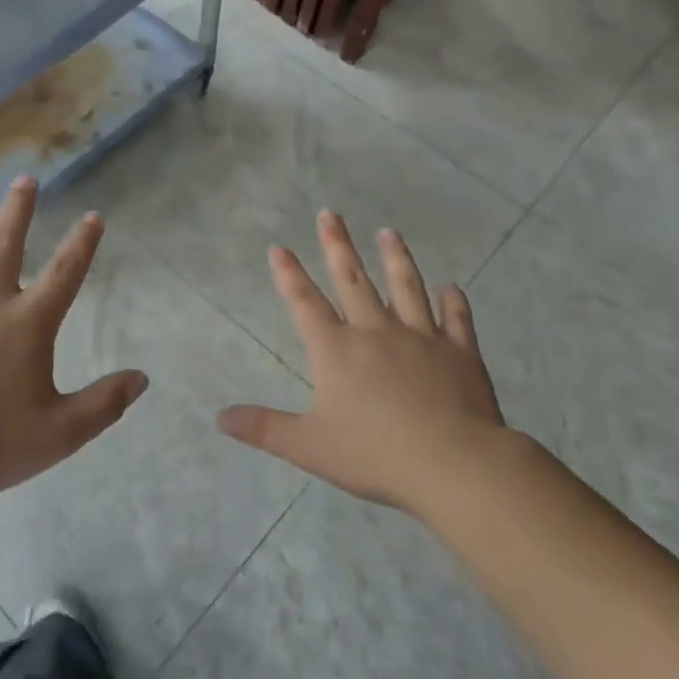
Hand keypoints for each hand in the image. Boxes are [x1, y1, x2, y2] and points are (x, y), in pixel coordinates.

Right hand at [217, 211, 509, 517]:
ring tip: (389, 233)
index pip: (305, 304)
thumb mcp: (309, 446)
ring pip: (405, 288)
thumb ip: (264, 428)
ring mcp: (422, 338)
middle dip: (337, 246)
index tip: (279, 247)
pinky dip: (453, 302)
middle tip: (330, 214)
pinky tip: (451, 287)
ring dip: (395, 258)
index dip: (289, 275)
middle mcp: (376, 332)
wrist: (454, 464)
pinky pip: (456, 319)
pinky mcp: (459, 352)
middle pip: (352, 281)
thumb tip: (219, 417)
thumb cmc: (375, 454)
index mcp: (337, 351)